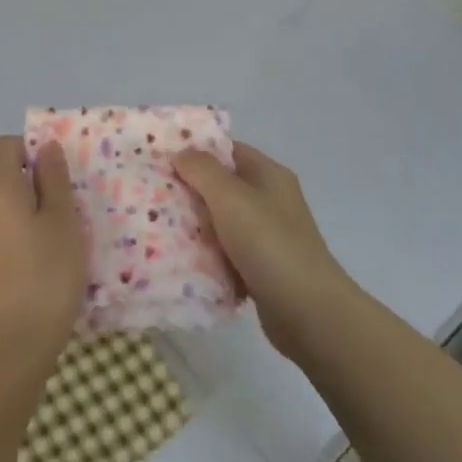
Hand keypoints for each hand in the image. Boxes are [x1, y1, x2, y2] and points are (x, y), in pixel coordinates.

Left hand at [0, 137, 85, 378]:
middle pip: (6, 176)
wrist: (13, 347)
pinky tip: (46, 263)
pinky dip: (23, 236)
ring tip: (63, 239)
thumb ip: (54, 178)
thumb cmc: (46, 275)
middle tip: (71, 208)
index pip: (5, 146)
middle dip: (38, 183)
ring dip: (33, 212)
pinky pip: (3, 233)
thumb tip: (46, 146)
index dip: (32, 148)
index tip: (60, 173)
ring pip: (7, 207)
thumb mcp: (63, 220)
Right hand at [174, 143, 352, 361]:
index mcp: (269, 174)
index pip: (228, 149)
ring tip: (158, 226)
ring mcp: (268, 236)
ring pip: (222, 221)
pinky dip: (208, 255)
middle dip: (190, 190)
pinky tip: (182, 259)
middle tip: (153, 194)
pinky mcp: (262, 268)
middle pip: (223, 186)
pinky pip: (227, 253)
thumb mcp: (230, 197)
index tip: (161, 158)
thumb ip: (202, 170)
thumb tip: (181, 152)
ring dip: (196, 226)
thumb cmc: (268, 243)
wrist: (308, 312)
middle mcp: (270, 200)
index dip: (196, 150)